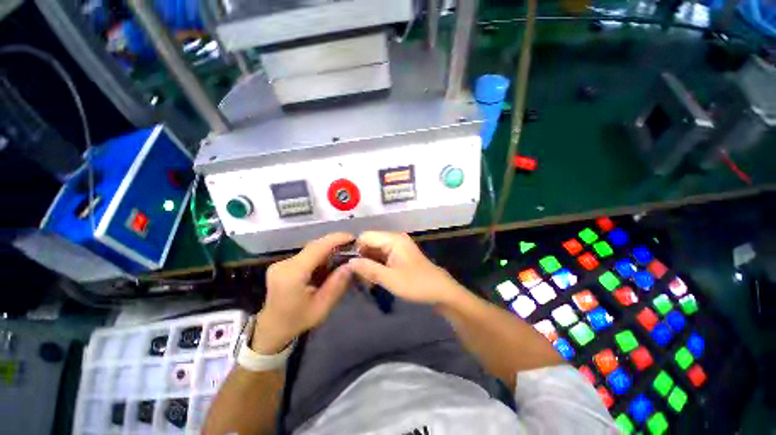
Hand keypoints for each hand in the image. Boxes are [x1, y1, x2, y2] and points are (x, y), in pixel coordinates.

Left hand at [253, 233, 353, 353]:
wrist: (271, 328)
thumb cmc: (297, 321)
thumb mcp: (322, 308)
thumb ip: (336, 285)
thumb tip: (351, 265)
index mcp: (292, 275)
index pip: (316, 248)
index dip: (335, 239)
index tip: (352, 238)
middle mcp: (284, 264)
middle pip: (314, 246)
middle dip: (334, 243)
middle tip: (352, 247)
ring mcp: (281, 263)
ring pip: (310, 249)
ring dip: (328, 250)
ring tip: (343, 256)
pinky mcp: (283, 264)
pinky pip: (306, 255)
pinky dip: (320, 256)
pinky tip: (328, 264)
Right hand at [349, 232, 464, 305]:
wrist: (440, 291)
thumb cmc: (416, 284)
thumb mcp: (390, 279)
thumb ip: (369, 269)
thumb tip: (349, 262)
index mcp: (393, 239)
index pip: (365, 236)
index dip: (356, 249)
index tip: (349, 267)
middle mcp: (394, 239)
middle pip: (369, 243)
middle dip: (361, 258)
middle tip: (357, 277)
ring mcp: (397, 247)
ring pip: (374, 250)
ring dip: (368, 264)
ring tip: (364, 281)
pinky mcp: (398, 255)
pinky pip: (381, 256)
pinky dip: (375, 266)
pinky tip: (373, 279)